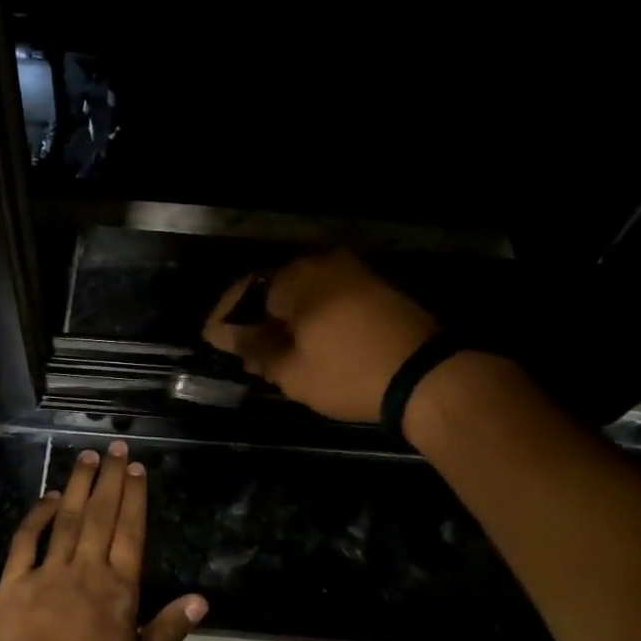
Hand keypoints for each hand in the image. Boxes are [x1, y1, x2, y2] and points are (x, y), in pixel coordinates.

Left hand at [0, 441, 206, 640]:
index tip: (136, 468)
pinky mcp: (13, 585)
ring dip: (78, 485)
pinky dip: (37, 516)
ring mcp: (46, 575)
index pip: (130, 533)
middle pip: (101, 515)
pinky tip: (47, 497)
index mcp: (117, 592)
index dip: (135, 498)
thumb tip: (201, 599)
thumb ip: (167, 632)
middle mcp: (85, 572)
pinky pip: (26, 541)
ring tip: (87, 457)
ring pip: (67, 519)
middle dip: (110, 479)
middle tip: (116, 447)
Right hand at [203, 249, 439, 422]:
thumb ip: (255, 349)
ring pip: (302, 292)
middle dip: (254, 318)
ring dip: (283, 318)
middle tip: (240, 348)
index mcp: (297, 277)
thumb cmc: (350, 373)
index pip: (245, 291)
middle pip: (273, 288)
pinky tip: (305, 341)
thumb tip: (228, 336)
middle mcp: (322, 264)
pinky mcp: (373, 287)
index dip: (225, 317)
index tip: (211, 340)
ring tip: (271, 350)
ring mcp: (352, 272)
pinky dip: (310, 316)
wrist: (428, 377)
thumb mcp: (293, 371)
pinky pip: (327, 296)